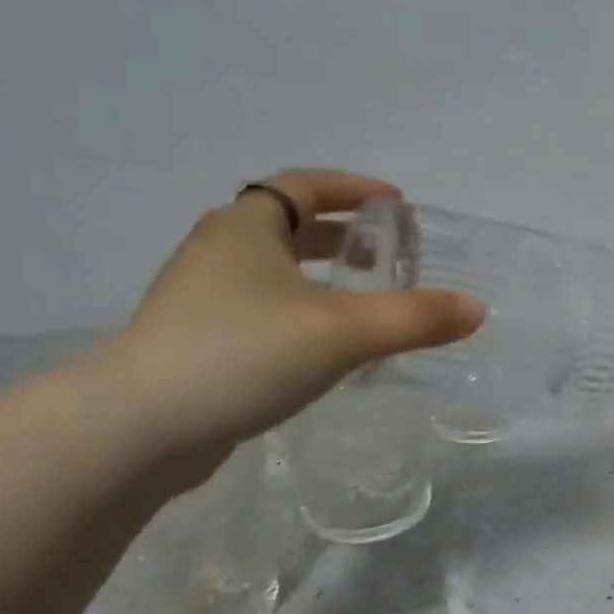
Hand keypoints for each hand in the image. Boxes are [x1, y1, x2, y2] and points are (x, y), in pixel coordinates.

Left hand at [86, 169, 483, 463]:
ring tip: (365, 301)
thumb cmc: (243, 353)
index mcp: (247, 227)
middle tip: (388, 254)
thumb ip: (415, 318)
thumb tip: (476, 308)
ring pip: (273, 271)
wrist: (137, 428)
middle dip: (342, 235)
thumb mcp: (344, 332)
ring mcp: (200, 298)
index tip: (397, 205)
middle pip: (289, 226)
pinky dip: (301, 312)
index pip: (306, 185)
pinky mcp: (195, 342)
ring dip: (321, 277)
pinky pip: (261, 309)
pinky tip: (325, 348)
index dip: (354, 188)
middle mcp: (219, 251)